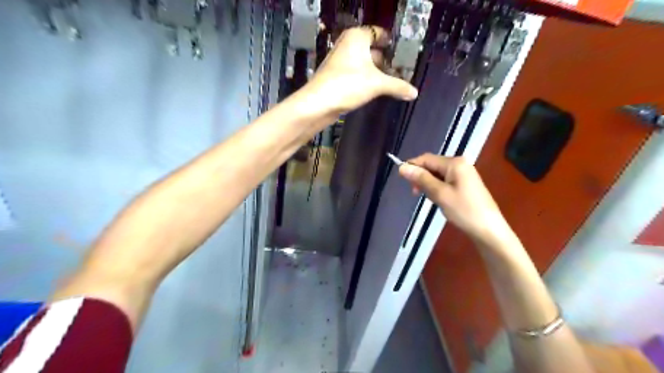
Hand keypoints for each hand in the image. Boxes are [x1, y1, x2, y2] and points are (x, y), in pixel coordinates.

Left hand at [303, 26, 415, 115]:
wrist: (318, 103)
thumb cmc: (348, 84)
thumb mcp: (377, 84)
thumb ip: (397, 86)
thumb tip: (414, 92)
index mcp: (357, 37)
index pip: (378, 32)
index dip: (391, 41)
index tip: (403, 51)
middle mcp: (347, 45)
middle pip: (372, 49)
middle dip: (385, 60)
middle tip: (401, 70)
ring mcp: (340, 61)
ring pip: (363, 63)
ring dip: (376, 72)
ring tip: (391, 82)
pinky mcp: (336, 76)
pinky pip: (356, 74)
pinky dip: (366, 79)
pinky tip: (375, 90)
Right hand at [396, 153, 514, 247]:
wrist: (489, 230)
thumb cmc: (464, 210)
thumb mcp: (440, 194)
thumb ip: (421, 179)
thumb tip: (402, 167)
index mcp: (454, 163)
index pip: (426, 159)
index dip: (412, 166)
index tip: (402, 181)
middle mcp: (459, 164)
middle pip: (432, 165)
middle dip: (421, 177)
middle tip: (415, 194)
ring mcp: (463, 174)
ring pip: (437, 174)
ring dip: (428, 184)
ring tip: (428, 199)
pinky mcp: (465, 184)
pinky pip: (445, 181)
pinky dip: (437, 188)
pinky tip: (437, 199)